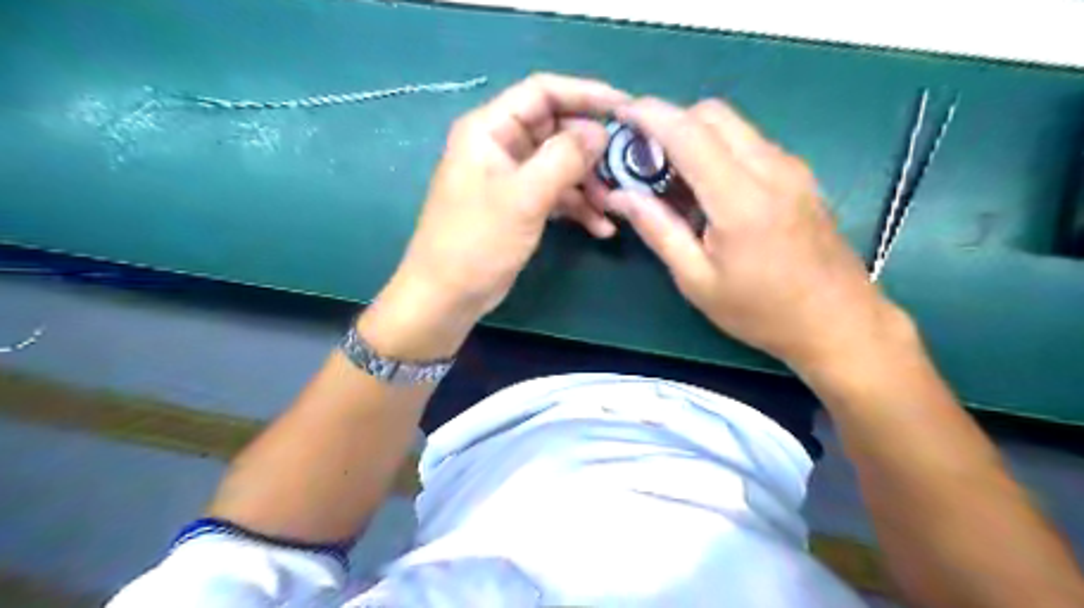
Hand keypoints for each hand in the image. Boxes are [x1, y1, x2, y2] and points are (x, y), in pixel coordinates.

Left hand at [365, 74, 628, 357]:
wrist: (448, 296)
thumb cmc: (477, 241)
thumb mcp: (524, 197)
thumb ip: (564, 158)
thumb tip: (599, 132)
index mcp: (490, 130)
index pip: (542, 93)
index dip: (585, 94)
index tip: (625, 108)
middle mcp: (501, 146)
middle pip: (556, 130)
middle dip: (591, 149)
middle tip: (625, 166)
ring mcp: (511, 178)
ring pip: (560, 166)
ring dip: (589, 184)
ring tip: (613, 207)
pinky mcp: (520, 206)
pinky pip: (556, 195)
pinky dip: (578, 208)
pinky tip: (601, 228)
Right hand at [609, 97, 898, 370]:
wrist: (839, 321)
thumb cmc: (761, 311)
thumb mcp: (697, 280)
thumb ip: (658, 231)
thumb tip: (621, 196)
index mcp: (740, 199)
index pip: (688, 133)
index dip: (649, 115)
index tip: (621, 115)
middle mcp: (770, 168)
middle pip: (713, 114)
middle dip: (671, 122)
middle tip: (644, 158)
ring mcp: (791, 168)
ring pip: (734, 126)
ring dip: (696, 136)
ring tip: (673, 178)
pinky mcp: (800, 176)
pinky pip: (750, 144)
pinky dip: (720, 150)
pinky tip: (709, 190)